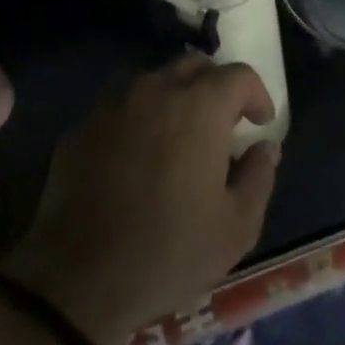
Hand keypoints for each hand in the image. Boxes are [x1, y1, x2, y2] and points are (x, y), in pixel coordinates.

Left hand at [1, 54, 279, 344]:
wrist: (79, 279)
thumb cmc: (169, 252)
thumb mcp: (236, 227)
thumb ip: (259, 177)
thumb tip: (265, 147)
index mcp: (200, 106)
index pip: (238, 75)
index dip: (256, 95)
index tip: (259, 123)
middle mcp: (156, 89)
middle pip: (194, 65)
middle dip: (215, 86)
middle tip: (222, 123)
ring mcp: (114, 104)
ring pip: (154, 81)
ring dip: (175, 97)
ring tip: (179, 137)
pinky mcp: (82, 125)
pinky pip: (121, 106)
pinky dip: (139, 118)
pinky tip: (138, 157)